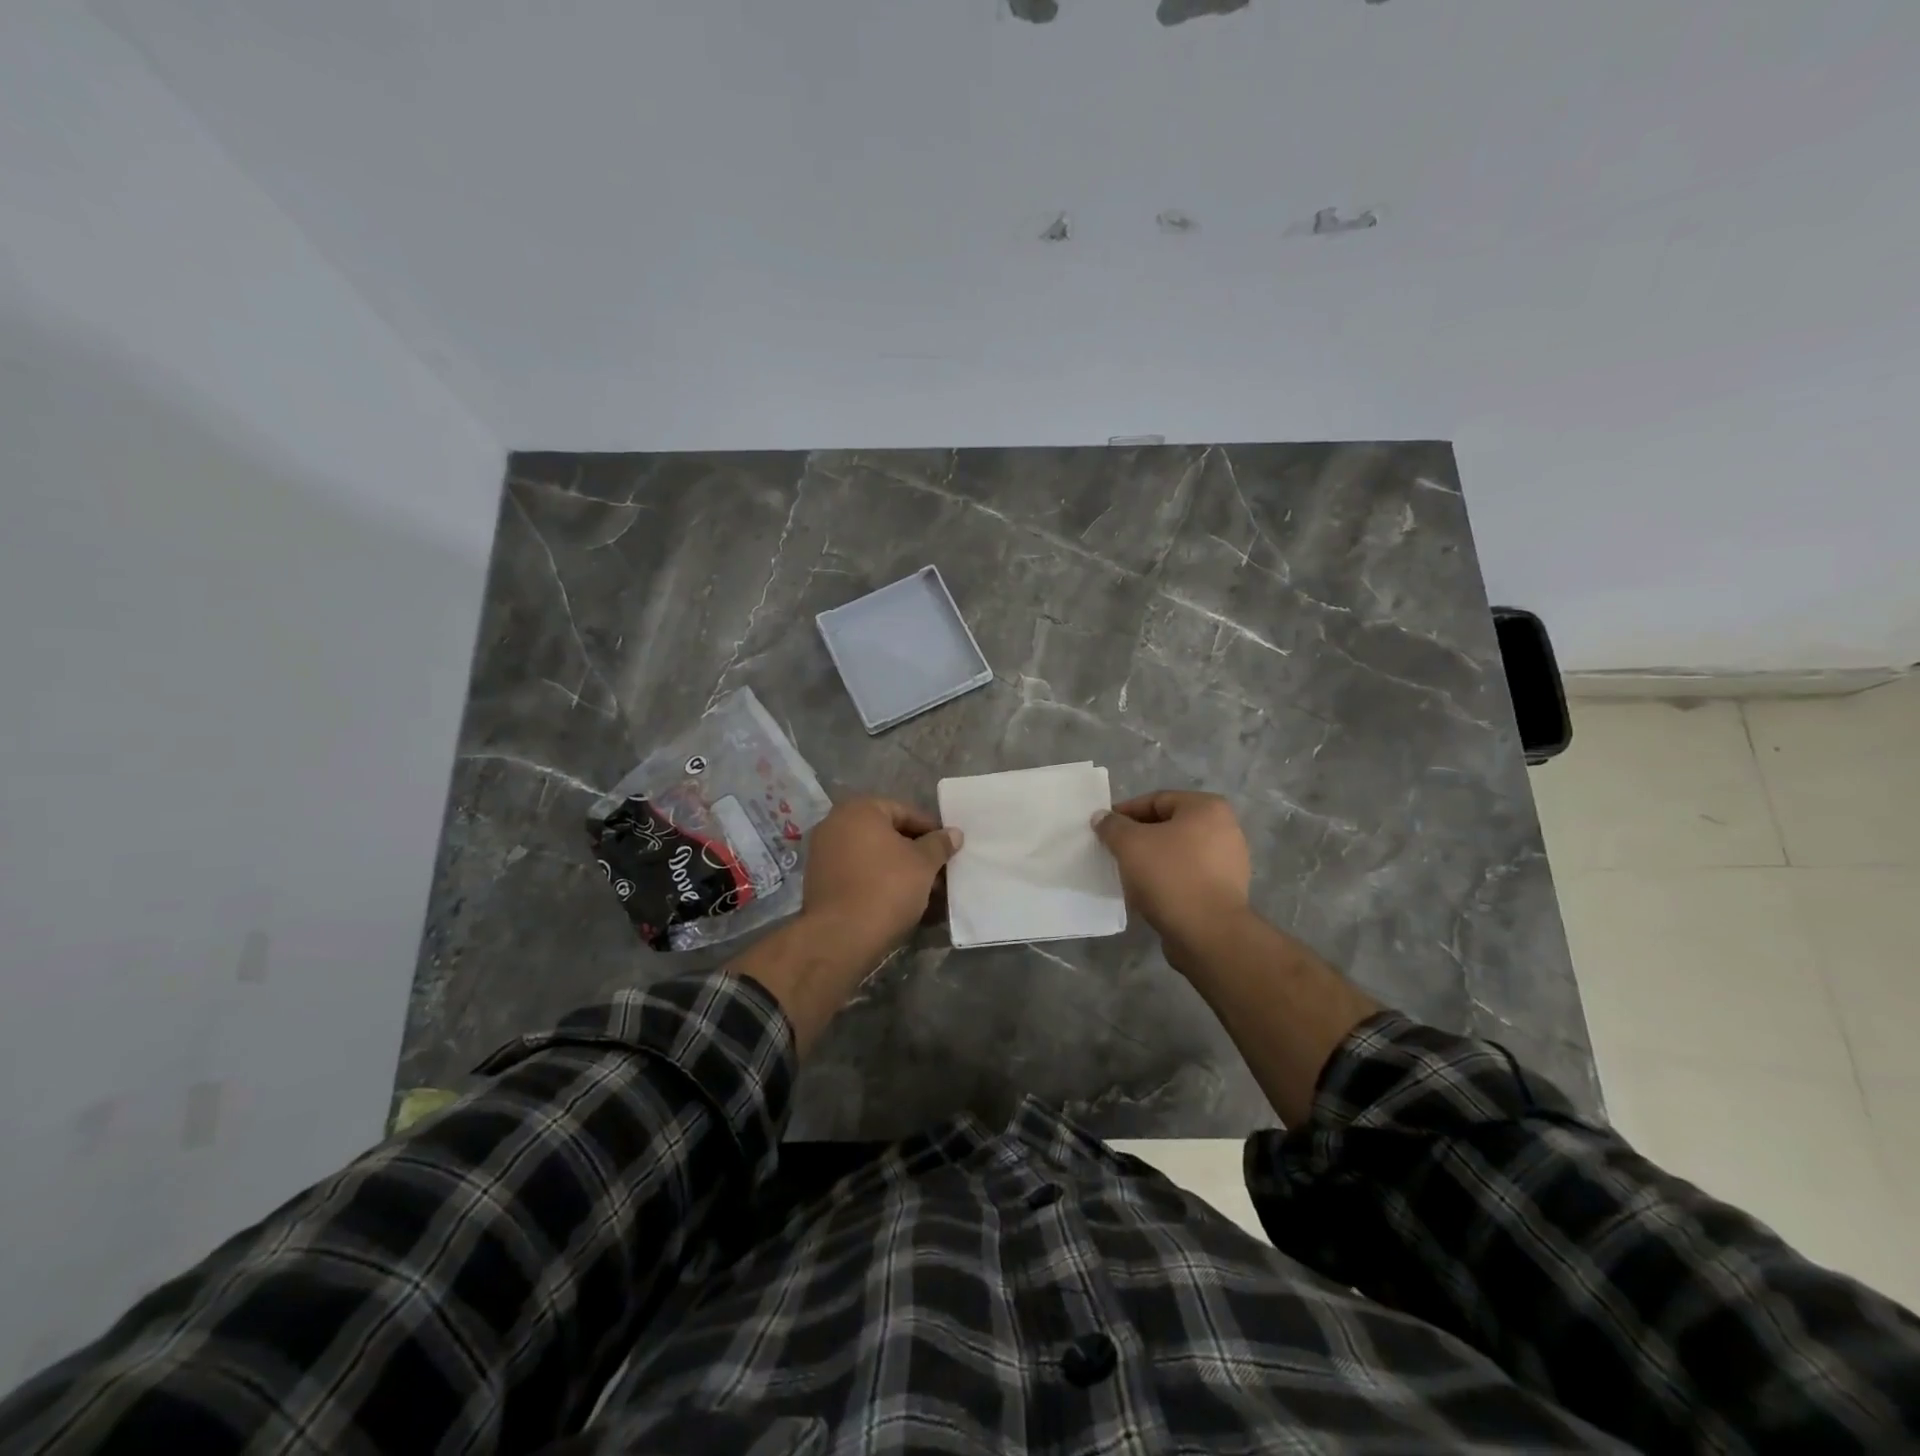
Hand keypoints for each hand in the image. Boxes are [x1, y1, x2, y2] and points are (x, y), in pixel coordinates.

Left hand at [802, 796, 962, 956]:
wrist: (841, 936)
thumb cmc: (887, 887)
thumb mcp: (923, 863)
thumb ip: (939, 844)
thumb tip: (954, 833)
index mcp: (859, 810)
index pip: (904, 812)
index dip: (930, 830)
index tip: (949, 848)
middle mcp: (834, 824)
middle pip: (886, 833)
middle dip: (915, 852)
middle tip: (939, 871)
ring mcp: (822, 853)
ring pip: (871, 855)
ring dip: (898, 868)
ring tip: (924, 890)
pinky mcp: (818, 881)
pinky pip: (857, 872)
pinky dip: (877, 880)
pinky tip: (899, 899)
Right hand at [1093, 791, 1252, 960]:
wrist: (1208, 933)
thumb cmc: (1170, 876)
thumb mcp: (1130, 844)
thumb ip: (1112, 826)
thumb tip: (1102, 817)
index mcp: (1207, 808)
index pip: (1156, 800)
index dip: (1125, 812)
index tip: (1104, 828)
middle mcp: (1225, 829)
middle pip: (1168, 826)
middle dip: (1138, 838)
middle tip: (1113, 851)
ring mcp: (1229, 862)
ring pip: (1178, 853)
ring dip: (1151, 860)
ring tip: (1127, 874)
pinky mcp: (1226, 891)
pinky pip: (1188, 876)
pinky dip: (1167, 880)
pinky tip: (1148, 893)